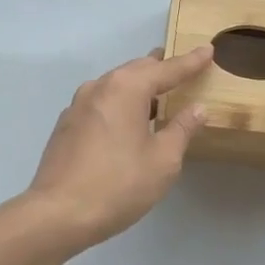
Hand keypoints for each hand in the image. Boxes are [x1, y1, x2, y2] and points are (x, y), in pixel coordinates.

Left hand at [21, 46, 213, 255]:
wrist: (57, 214)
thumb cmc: (119, 184)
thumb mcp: (163, 160)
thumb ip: (182, 129)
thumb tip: (197, 108)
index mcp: (127, 88)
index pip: (167, 69)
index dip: (190, 62)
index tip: (207, 50)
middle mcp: (100, 86)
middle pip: (137, 70)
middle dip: (162, 69)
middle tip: (183, 70)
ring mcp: (78, 105)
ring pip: (116, 85)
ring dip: (138, 87)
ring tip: (158, 96)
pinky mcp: (66, 125)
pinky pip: (101, 103)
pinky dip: (120, 104)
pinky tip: (127, 122)